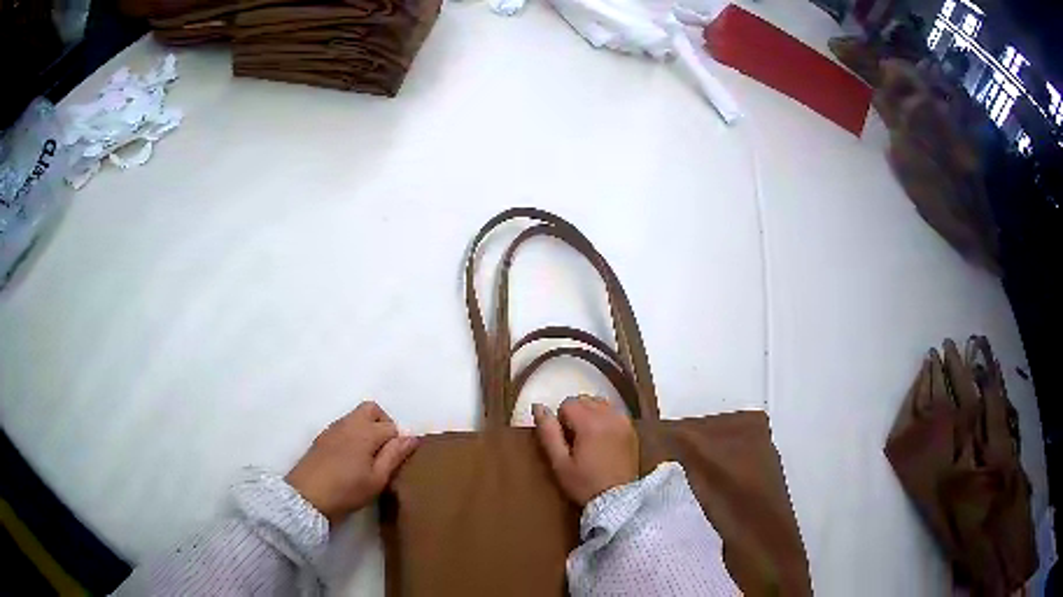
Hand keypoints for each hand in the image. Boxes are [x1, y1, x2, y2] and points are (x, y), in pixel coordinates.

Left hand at [286, 401, 417, 523]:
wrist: (307, 497)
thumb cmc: (346, 490)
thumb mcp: (376, 479)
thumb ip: (394, 456)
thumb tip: (411, 437)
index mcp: (365, 432)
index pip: (391, 427)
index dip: (399, 443)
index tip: (398, 462)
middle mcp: (349, 423)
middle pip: (372, 409)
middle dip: (383, 423)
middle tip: (385, 450)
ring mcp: (333, 428)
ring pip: (356, 416)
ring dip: (367, 428)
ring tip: (369, 457)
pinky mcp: (322, 437)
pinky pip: (344, 426)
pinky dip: (353, 434)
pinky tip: (352, 458)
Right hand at [532, 395, 638, 505]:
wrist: (617, 499)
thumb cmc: (584, 483)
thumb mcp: (559, 462)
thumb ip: (548, 432)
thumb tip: (538, 406)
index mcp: (590, 422)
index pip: (568, 403)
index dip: (561, 421)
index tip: (564, 441)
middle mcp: (609, 416)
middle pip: (584, 400)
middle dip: (576, 415)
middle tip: (575, 441)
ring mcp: (623, 421)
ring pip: (600, 403)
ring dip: (590, 414)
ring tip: (589, 439)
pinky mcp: (631, 429)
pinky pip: (614, 412)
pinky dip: (605, 418)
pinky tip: (603, 439)